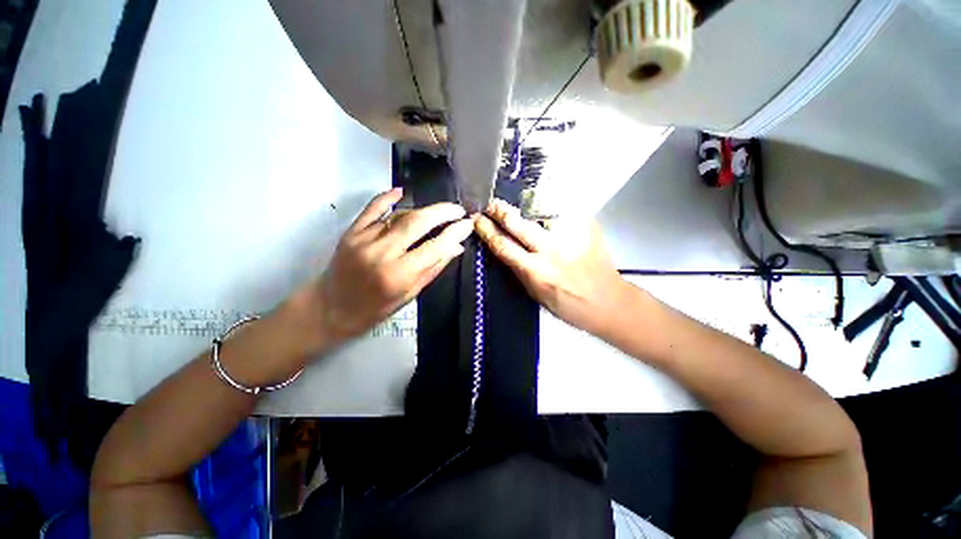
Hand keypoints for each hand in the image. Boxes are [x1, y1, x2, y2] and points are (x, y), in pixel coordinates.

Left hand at [295, 189, 472, 349]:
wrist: (332, 308)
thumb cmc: (375, 308)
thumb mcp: (410, 295)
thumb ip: (433, 269)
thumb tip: (455, 247)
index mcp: (399, 275)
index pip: (435, 247)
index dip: (455, 233)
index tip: (468, 224)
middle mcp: (382, 253)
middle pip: (418, 222)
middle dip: (443, 212)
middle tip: (458, 209)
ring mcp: (364, 239)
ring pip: (400, 215)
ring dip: (423, 211)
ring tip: (438, 212)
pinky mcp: (351, 232)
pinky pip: (372, 209)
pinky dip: (387, 198)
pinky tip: (400, 191)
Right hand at [475, 199, 627, 335]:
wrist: (608, 302)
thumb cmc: (569, 305)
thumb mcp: (536, 294)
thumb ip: (520, 270)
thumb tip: (504, 249)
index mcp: (536, 272)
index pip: (503, 246)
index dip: (487, 230)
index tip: (478, 220)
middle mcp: (551, 251)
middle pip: (518, 224)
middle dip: (500, 211)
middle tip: (491, 204)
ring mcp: (570, 237)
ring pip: (541, 212)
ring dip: (524, 205)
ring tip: (514, 201)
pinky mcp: (586, 229)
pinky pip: (563, 211)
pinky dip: (549, 205)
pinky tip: (542, 201)